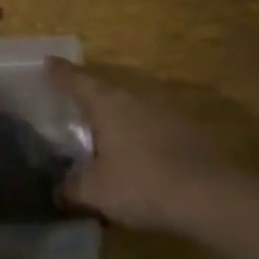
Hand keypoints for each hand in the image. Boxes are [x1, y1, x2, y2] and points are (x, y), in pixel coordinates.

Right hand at [50, 61, 243, 234]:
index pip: (77, 81)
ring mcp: (166, 109)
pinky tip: (139, 152)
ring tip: (106, 130)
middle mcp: (136, 96)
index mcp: (108, 103)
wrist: (209, 195)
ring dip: (119, 115)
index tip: (48, 62)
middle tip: (73, 102)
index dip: (60, 73)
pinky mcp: (189, 128)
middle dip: (90, 95)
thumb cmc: (142, 184)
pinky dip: (141, 132)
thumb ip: (72, 188)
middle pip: (106, 89)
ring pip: (133, 105)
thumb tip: (60, 190)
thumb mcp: (95, 192)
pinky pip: (154, 123)